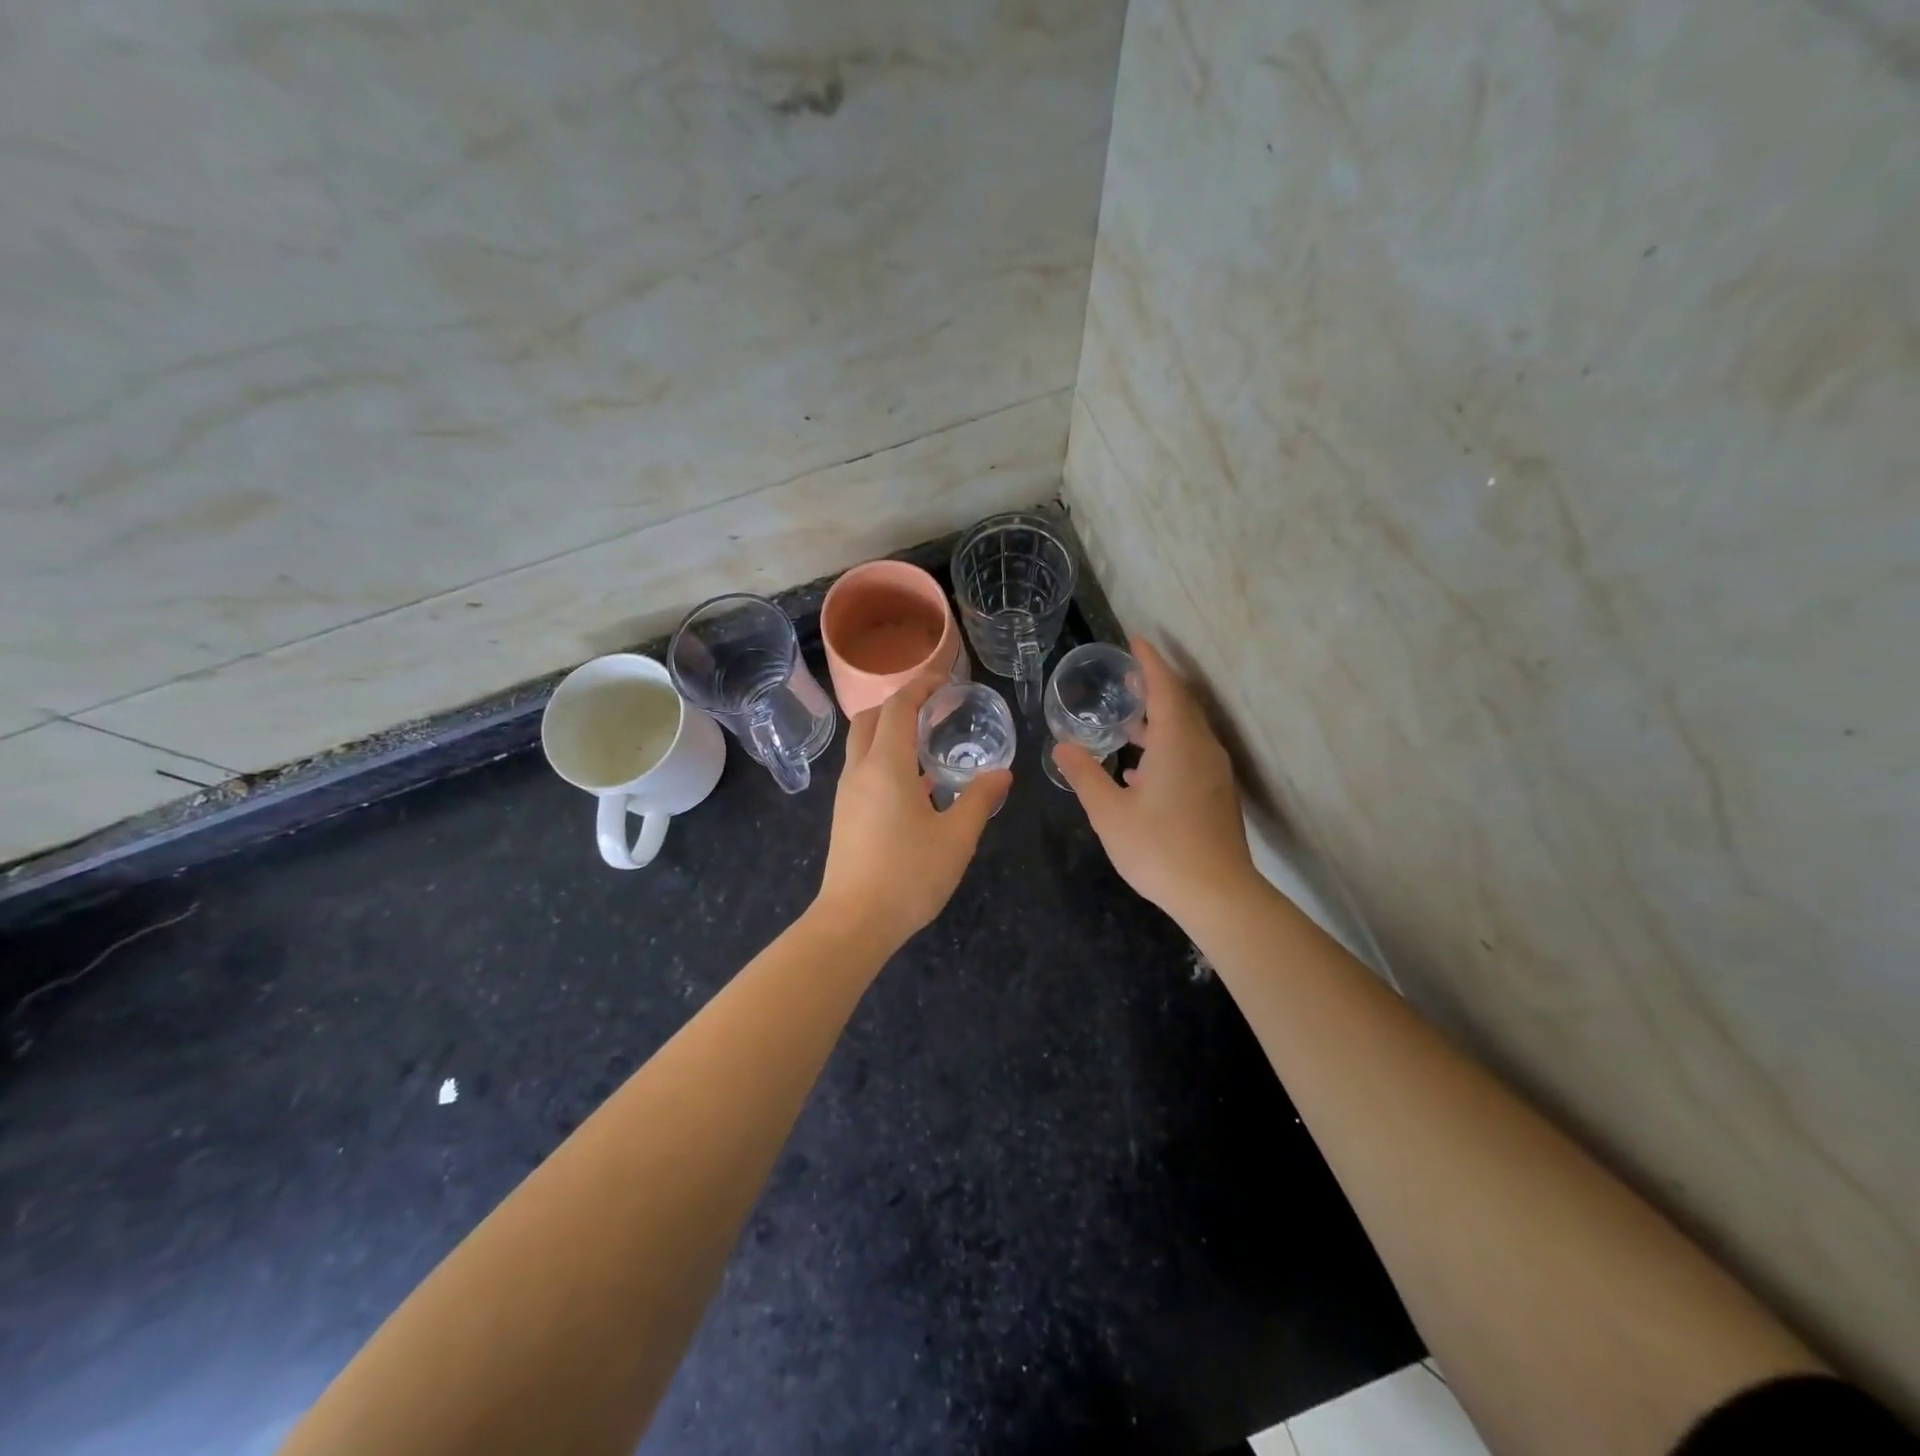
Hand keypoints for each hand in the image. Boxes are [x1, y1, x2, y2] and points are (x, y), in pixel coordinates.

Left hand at [815, 672, 1011, 949]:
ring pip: (862, 745)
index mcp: (886, 765)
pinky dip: (885, 758)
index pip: (898, 707)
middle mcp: (860, 771)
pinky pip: (863, 770)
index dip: (920, 685)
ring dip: (889, 731)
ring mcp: (847, 794)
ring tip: (927, 739)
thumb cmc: (908, 875)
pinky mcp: (845, 815)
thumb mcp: (957, 837)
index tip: (943, 676)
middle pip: (870, 718)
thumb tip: (1002, 773)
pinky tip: (916, 784)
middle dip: (898, 703)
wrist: (854, 923)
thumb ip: (980, 799)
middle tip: (933, 704)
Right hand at [1050, 638, 1255, 923]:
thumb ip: (1085, 774)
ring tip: (1128, 722)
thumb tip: (1062, 746)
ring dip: (1160, 720)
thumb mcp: (1109, 812)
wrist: (1218, 894)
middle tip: (1127, 678)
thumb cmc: (1159, 849)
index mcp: (1178, 743)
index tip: (1134, 641)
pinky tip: (1141, 770)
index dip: (1149, 662)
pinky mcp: (1218, 794)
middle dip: (1155, 686)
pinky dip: (1168, 747)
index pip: (1165, 687)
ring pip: (1188, 731)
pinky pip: (1192, 754)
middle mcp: (1202, 748)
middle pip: (1181, 704)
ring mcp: (1214, 772)